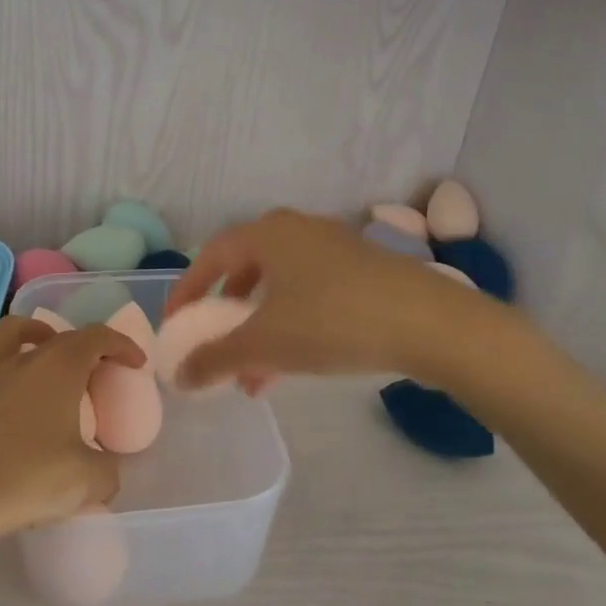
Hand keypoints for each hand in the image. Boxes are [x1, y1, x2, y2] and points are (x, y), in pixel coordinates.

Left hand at [0, 316, 144, 539]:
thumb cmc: (27, 479)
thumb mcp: (88, 481)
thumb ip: (108, 469)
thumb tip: (104, 467)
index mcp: (60, 365)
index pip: (98, 337)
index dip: (122, 345)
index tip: (134, 363)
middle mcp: (23, 355)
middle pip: (60, 334)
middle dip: (84, 346)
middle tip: (92, 372)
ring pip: (14, 332)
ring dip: (36, 337)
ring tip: (44, 358)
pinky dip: (1, 369)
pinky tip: (3, 396)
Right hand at [165, 208, 467, 388]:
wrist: (429, 323)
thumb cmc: (333, 321)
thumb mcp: (266, 344)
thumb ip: (215, 358)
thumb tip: (179, 374)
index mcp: (267, 234)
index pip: (210, 256)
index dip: (187, 291)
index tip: (175, 325)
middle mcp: (297, 230)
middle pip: (245, 270)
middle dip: (226, 314)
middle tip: (215, 345)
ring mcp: (333, 247)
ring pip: (279, 287)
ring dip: (259, 328)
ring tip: (253, 375)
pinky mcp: (362, 269)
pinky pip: (309, 294)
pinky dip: (291, 325)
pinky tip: (294, 366)